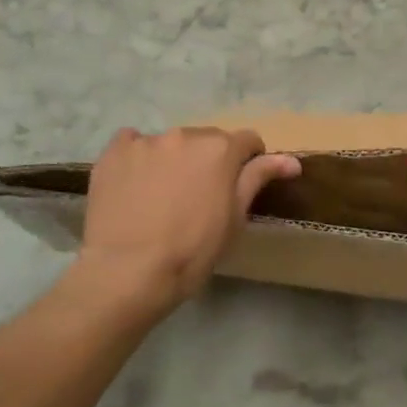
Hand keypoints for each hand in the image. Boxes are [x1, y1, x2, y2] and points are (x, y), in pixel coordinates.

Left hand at [78, 126, 301, 308]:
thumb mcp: (234, 220)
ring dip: (173, 160)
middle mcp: (184, 135)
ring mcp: (146, 141)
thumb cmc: (191, 252)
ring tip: (161, 196)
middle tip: (198, 197)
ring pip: (169, 143)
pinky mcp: (114, 151)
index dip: (248, 162)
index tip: (238, 187)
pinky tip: (134, 185)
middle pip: (206, 140)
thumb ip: (258, 179)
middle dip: (208, 161)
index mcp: (220, 149)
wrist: (128, 272)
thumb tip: (292, 160)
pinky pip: (132, 143)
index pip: (247, 141)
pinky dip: (138, 158)